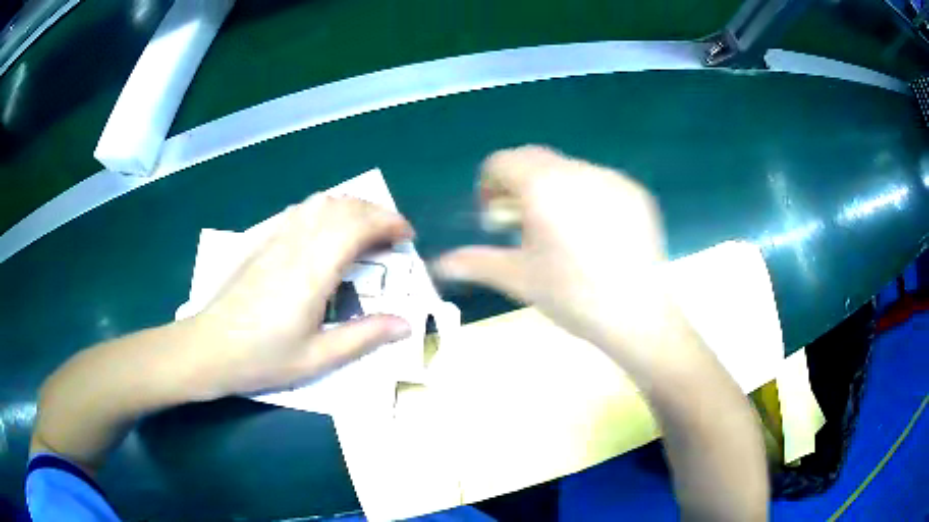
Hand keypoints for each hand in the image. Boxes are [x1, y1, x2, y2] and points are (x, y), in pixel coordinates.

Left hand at [187, 195, 413, 399]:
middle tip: (393, 237)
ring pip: (321, 202)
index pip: (358, 226)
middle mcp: (297, 244)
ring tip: (365, 231)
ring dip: (351, 208)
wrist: (210, 347)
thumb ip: (364, 337)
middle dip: (376, 213)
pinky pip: (300, 210)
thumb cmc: (263, 358)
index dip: (389, 223)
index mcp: (313, 271)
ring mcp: (276, 238)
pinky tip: (326, 231)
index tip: (407, 238)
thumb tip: (406, 324)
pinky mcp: (262, 241)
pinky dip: (325, 210)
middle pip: (343, 207)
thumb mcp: (317, 358)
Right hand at [434, 146, 672, 355]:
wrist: (637, 314)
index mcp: (543, 186)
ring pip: (567, 169)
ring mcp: (612, 178)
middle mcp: (578, 171)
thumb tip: (439, 265)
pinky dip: (584, 196)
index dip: (489, 185)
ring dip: (551, 189)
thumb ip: (475, 262)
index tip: (494, 218)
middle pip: (534, 159)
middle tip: (522, 223)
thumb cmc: (572, 296)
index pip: (502, 161)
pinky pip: (598, 181)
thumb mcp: (519, 278)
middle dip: (518, 184)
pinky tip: (593, 234)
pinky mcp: (635, 192)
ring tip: (560, 232)